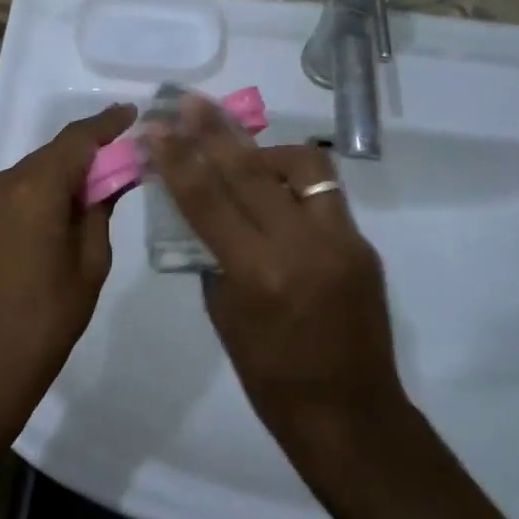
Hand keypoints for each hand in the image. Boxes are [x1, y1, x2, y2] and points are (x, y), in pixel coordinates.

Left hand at [0, 103, 137, 436]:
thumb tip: (111, 176)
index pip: (76, 140)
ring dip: (60, 175)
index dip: (106, 124)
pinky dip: (37, 193)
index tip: (131, 114)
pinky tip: (56, 213)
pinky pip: (12, 191)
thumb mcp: (90, 262)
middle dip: (86, 155)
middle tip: (120, 161)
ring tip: (90, 193)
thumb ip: (99, 208)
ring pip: (31, 172)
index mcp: (33, 190)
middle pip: (51, 155)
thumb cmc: (49, 317)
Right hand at [147, 96, 411, 477]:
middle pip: (251, 170)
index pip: (208, 200)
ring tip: (243, 156)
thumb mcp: (226, 316)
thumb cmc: (272, 381)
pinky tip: (274, 194)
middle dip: (215, 130)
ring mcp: (341, 241)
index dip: (178, 158)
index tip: (155, 128)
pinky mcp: (363, 244)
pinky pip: (323, 195)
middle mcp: (303, 247)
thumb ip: (214, 256)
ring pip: (302, 167)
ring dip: (265, 153)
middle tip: (191, 102)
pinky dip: (292, 185)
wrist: (352, 417)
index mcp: (259, 275)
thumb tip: (204, 211)